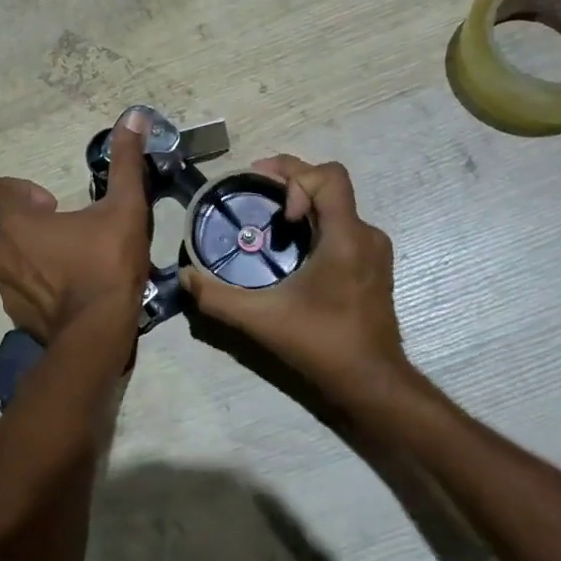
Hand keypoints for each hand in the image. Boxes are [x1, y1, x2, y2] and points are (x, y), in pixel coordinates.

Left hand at [0, 111, 151, 342]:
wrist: (98, 334)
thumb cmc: (107, 264)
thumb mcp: (124, 207)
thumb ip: (126, 162)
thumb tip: (134, 116)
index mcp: (18, 223)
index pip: (2, 189)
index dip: (27, 192)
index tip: (57, 203)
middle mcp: (2, 252)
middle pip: (12, 226)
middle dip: (39, 225)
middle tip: (76, 234)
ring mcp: (6, 287)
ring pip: (17, 259)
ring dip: (39, 256)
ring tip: (77, 265)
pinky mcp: (16, 316)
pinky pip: (24, 290)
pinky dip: (42, 287)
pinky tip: (73, 294)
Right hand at [180, 155, 407, 396]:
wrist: (373, 384)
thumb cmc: (322, 344)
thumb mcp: (262, 320)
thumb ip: (218, 297)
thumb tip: (186, 277)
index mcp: (346, 236)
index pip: (329, 176)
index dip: (295, 176)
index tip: (275, 208)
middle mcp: (366, 235)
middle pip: (330, 186)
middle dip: (293, 185)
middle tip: (260, 198)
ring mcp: (374, 252)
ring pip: (337, 208)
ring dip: (305, 207)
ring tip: (273, 227)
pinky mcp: (374, 268)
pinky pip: (343, 228)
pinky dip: (317, 227)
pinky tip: (294, 255)